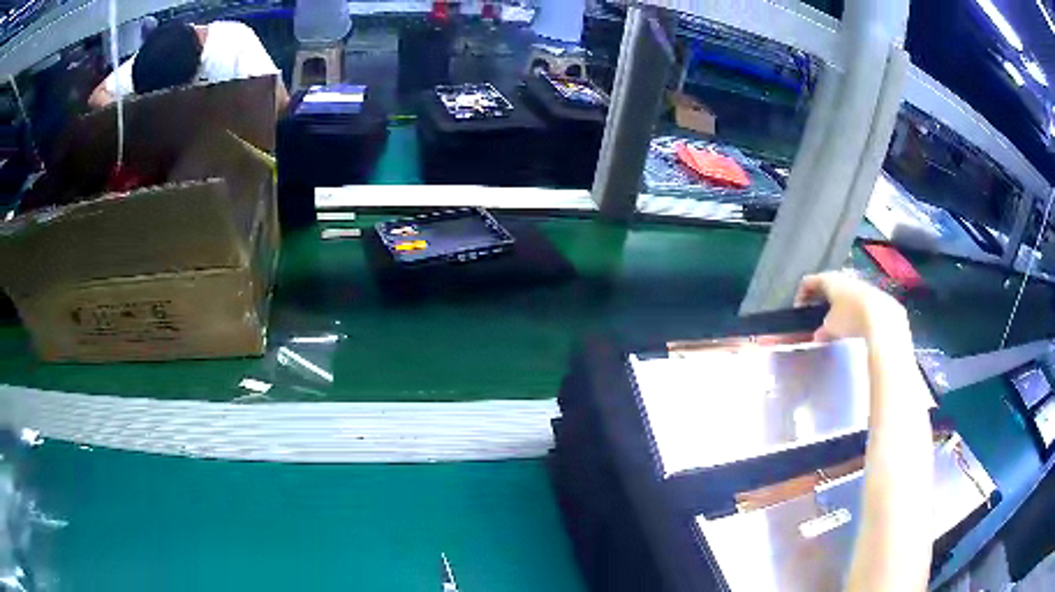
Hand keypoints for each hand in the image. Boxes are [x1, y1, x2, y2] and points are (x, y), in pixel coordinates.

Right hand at [795, 271, 909, 344]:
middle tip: (816, 315)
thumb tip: (818, 336)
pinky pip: (857, 300)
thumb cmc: (850, 318)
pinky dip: (852, 309)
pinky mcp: (873, 295)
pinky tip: (854, 324)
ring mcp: (860, 284)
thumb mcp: (830, 328)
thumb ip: (821, 331)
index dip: (800, 294)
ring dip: (838, 305)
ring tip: (836, 323)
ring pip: (844, 292)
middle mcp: (844, 277)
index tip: (799, 310)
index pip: (808, 281)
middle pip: (828, 285)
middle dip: (821, 299)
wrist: (883, 319)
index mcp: (829, 279)